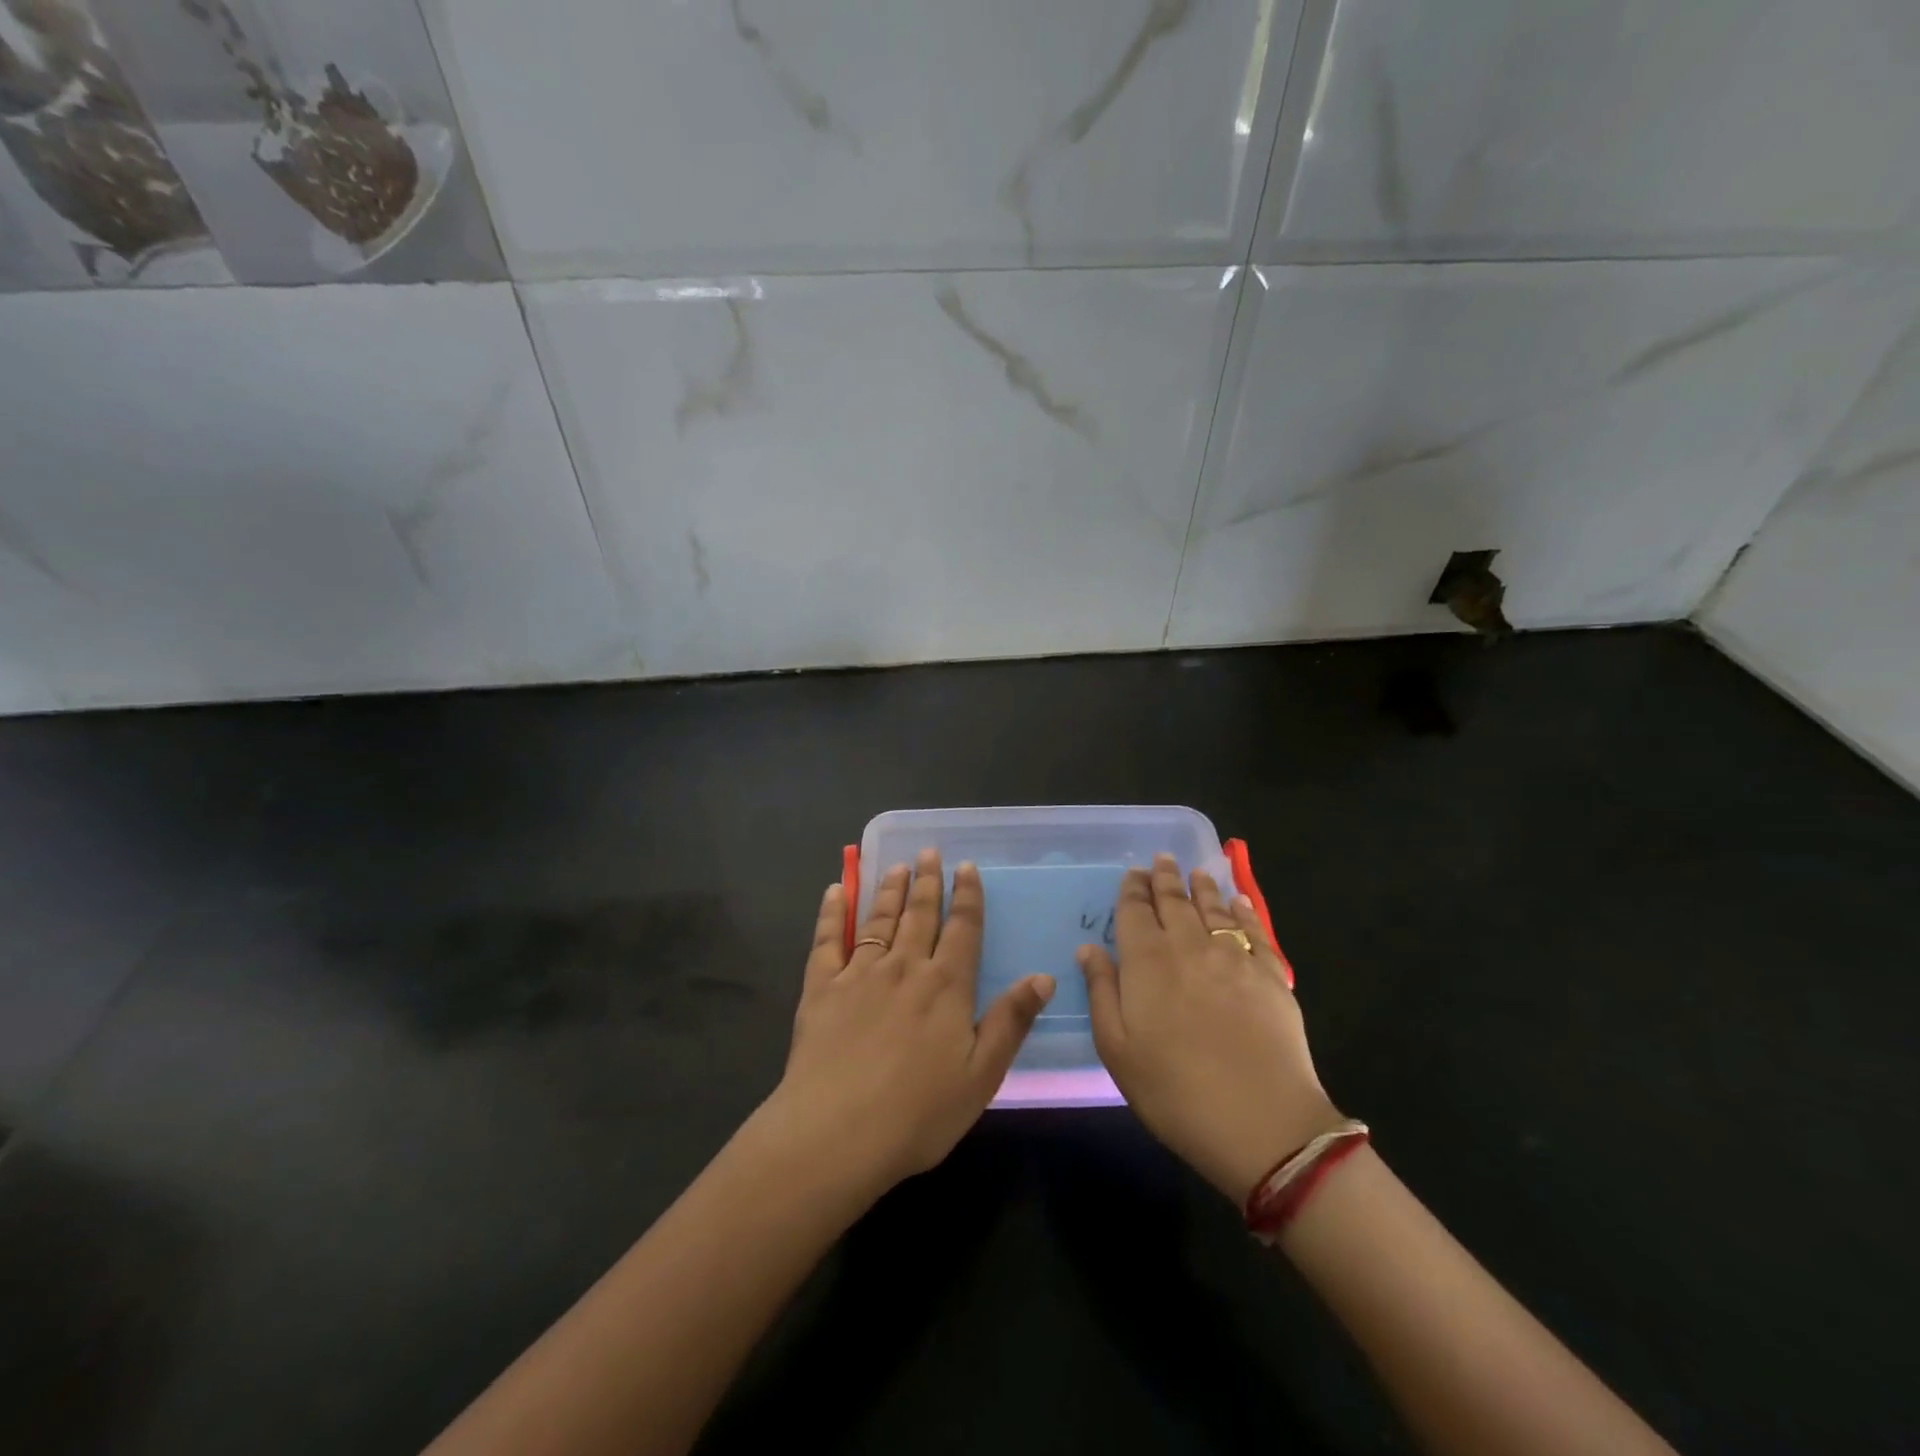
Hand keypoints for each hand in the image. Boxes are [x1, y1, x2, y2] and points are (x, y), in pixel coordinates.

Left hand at [768, 849, 1054, 1197]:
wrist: (837, 1133)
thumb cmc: (918, 1113)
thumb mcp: (982, 1075)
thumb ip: (1011, 1021)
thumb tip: (1044, 976)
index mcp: (946, 987)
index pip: (962, 929)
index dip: (967, 896)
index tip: (967, 867)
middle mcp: (905, 968)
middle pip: (921, 915)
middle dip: (928, 882)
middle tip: (930, 852)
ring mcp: (860, 974)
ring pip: (880, 920)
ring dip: (890, 890)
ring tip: (898, 866)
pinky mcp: (822, 987)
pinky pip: (828, 939)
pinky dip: (832, 912)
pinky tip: (835, 890)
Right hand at [1078, 854, 1341, 1202]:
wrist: (1262, 1122)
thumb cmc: (1174, 1090)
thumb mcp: (1117, 1049)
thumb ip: (1101, 992)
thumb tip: (1088, 949)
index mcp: (1147, 961)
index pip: (1136, 911)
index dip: (1133, 888)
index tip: (1133, 872)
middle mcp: (1189, 946)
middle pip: (1175, 901)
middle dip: (1166, 878)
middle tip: (1162, 858)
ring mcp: (1234, 957)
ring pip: (1214, 909)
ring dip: (1202, 887)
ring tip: (1196, 871)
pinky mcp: (1271, 975)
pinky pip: (1254, 930)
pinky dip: (1244, 911)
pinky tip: (1240, 901)